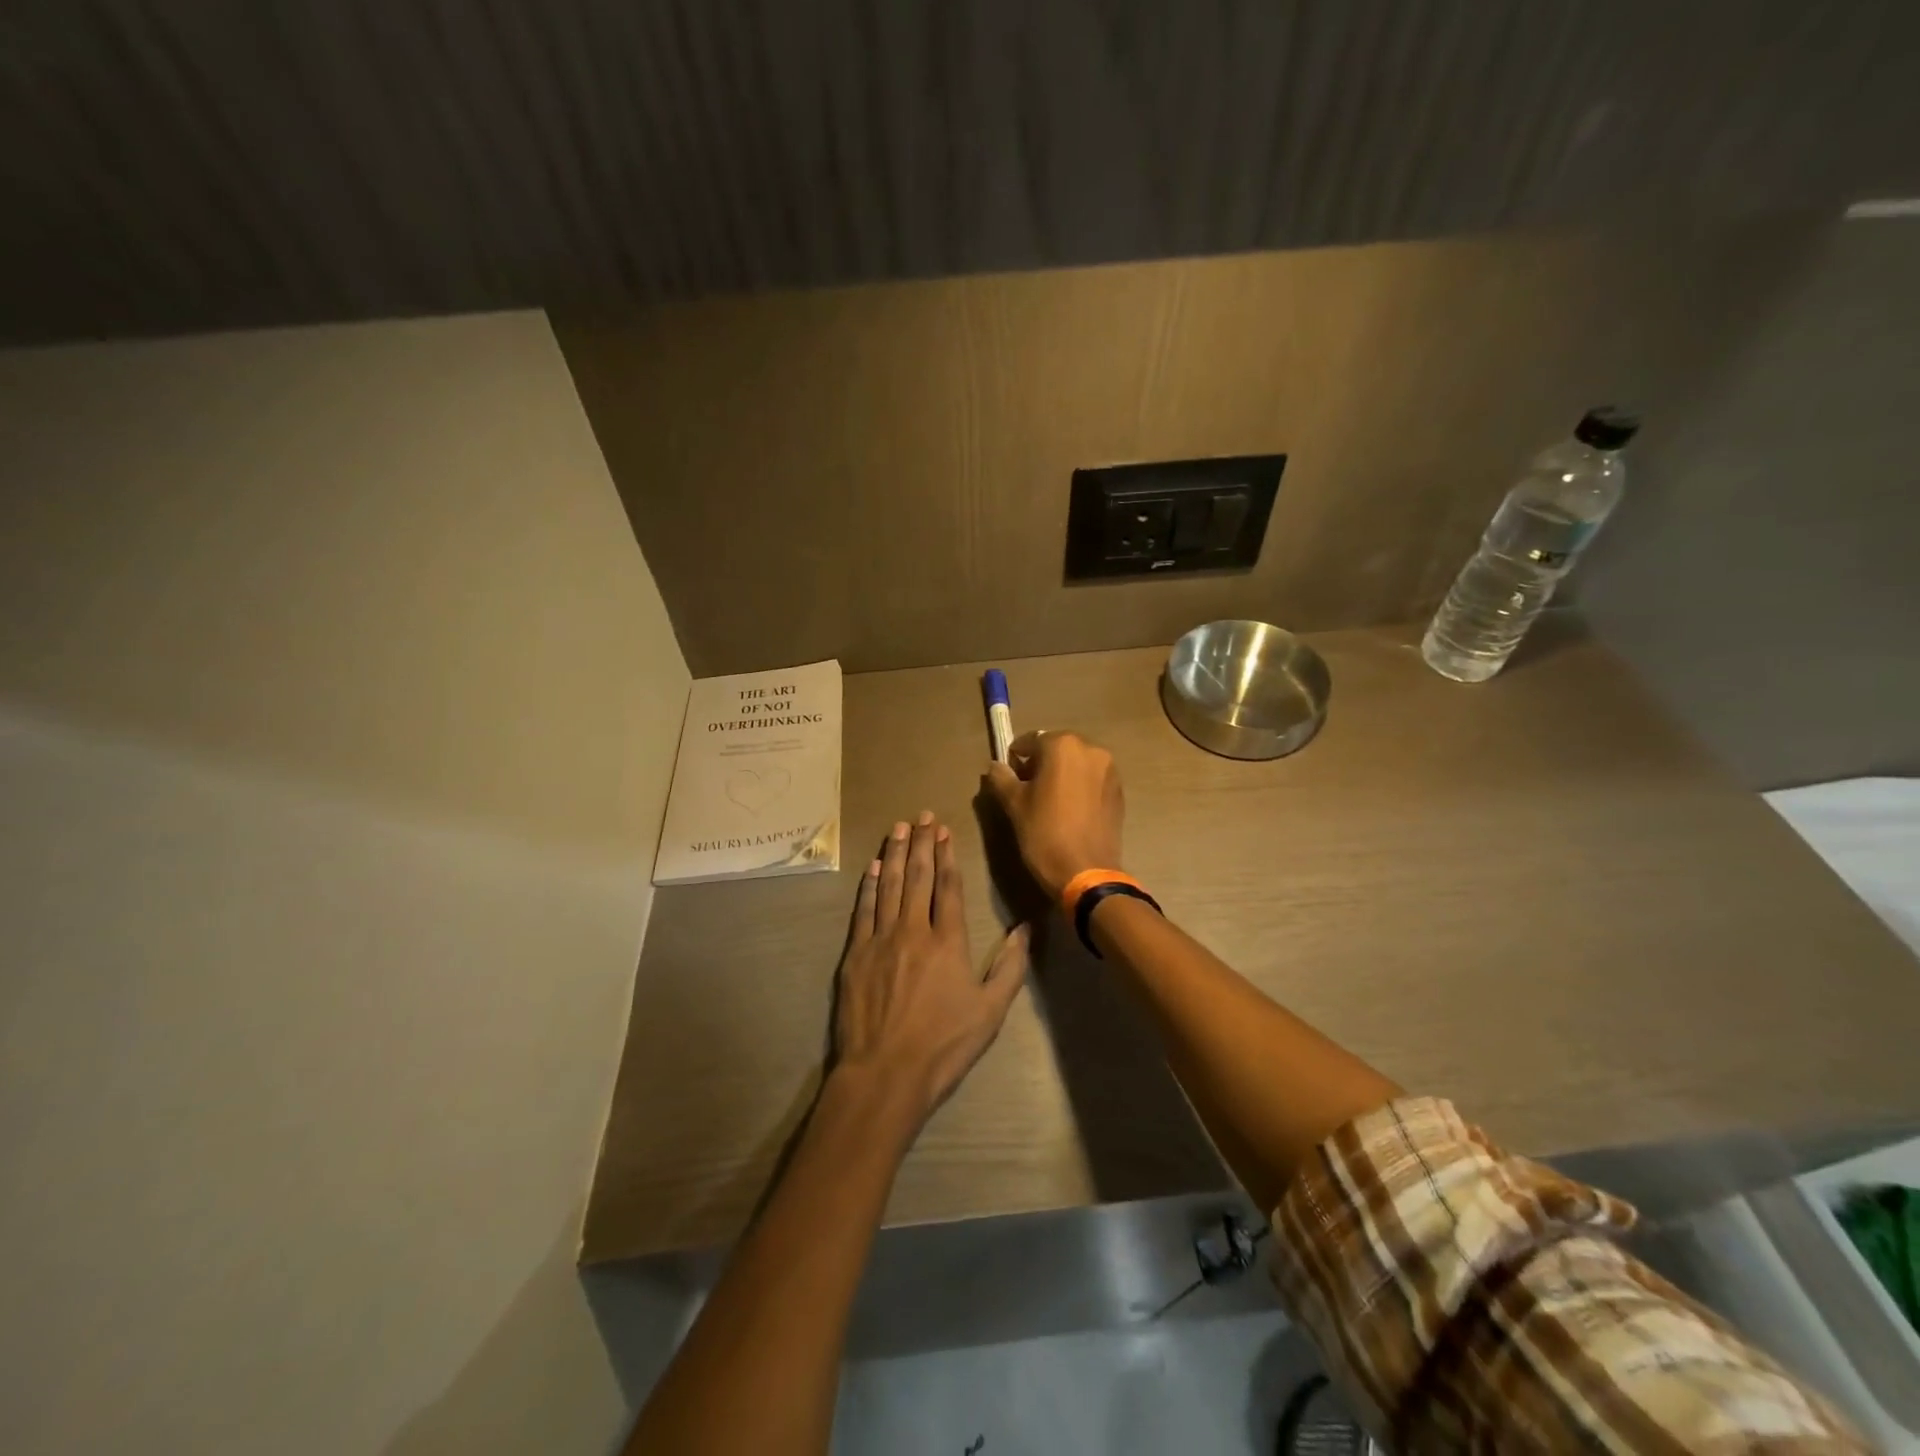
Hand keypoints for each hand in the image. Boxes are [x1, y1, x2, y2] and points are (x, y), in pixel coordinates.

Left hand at [833, 812, 1029, 1126]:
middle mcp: (914, 930)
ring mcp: (881, 939)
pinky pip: (864, 909)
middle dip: (922, 843)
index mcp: (948, 941)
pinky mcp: (856, 954)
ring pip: (890, 886)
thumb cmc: (943, 1045)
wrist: (885, 1073)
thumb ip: (1010, 967)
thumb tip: (1026, 928)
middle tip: (922, 815)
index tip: (944, 830)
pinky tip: (875, 867)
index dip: (947, 855)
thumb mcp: (991, 1011)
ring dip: (896, 854)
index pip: (948, 886)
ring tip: (899, 827)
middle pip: (919, 877)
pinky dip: (870, 885)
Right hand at [983, 731, 1124, 901]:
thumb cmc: (1045, 833)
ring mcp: (1110, 770)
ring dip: (1062, 773)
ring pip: (1077, 763)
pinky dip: (1079, 785)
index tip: (1009, 776)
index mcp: (1063, 746)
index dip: (1017, 757)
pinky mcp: (1119, 791)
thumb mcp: (1014, 805)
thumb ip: (1001, 778)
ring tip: (1050, 800)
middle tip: (1027, 788)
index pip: (1031, 740)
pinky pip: (1093, 779)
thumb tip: (995, 766)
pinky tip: (1070, 809)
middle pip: (1057, 748)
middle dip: (1041, 763)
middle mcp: (1091, 749)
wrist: (1087, 872)